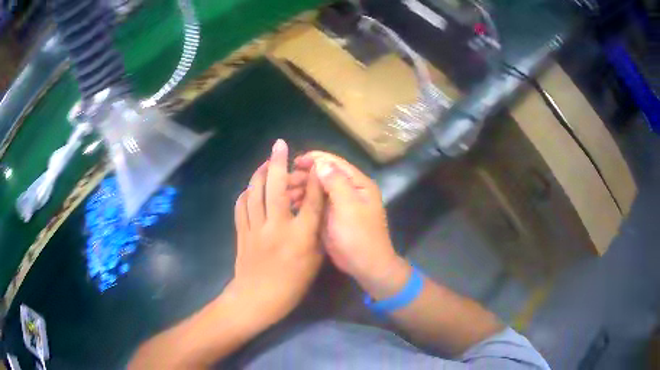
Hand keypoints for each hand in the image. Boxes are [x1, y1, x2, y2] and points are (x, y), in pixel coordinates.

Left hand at [226, 140, 325, 328]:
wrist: (257, 299)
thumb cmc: (292, 285)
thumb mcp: (314, 261)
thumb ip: (317, 234)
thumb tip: (317, 210)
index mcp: (299, 236)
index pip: (311, 201)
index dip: (315, 179)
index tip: (317, 163)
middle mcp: (276, 227)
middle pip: (275, 188)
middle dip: (278, 162)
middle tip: (279, 144)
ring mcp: (255, 228)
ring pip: (254, 193)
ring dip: (259, 173)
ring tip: (265, 162)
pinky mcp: (241, 232)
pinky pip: (241, 206)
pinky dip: (245, 193)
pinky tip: (250, 188)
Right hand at [288, 152, 410, 299]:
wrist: (365, 265)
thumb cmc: (359, 235)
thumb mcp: (348, 206)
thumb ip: (336, 182)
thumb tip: (321, 163)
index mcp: (358, 184)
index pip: (335, 164)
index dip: (315, 160)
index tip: (295, 162)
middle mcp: (350, 190)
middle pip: (325, 176)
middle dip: (305, 176)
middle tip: (285, 182)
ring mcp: (340, 205)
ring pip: (318, 190)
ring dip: (302, 189)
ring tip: (286, 195)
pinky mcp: (332, 217)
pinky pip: (316, 204)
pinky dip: (305, 202)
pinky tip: (292, 204)